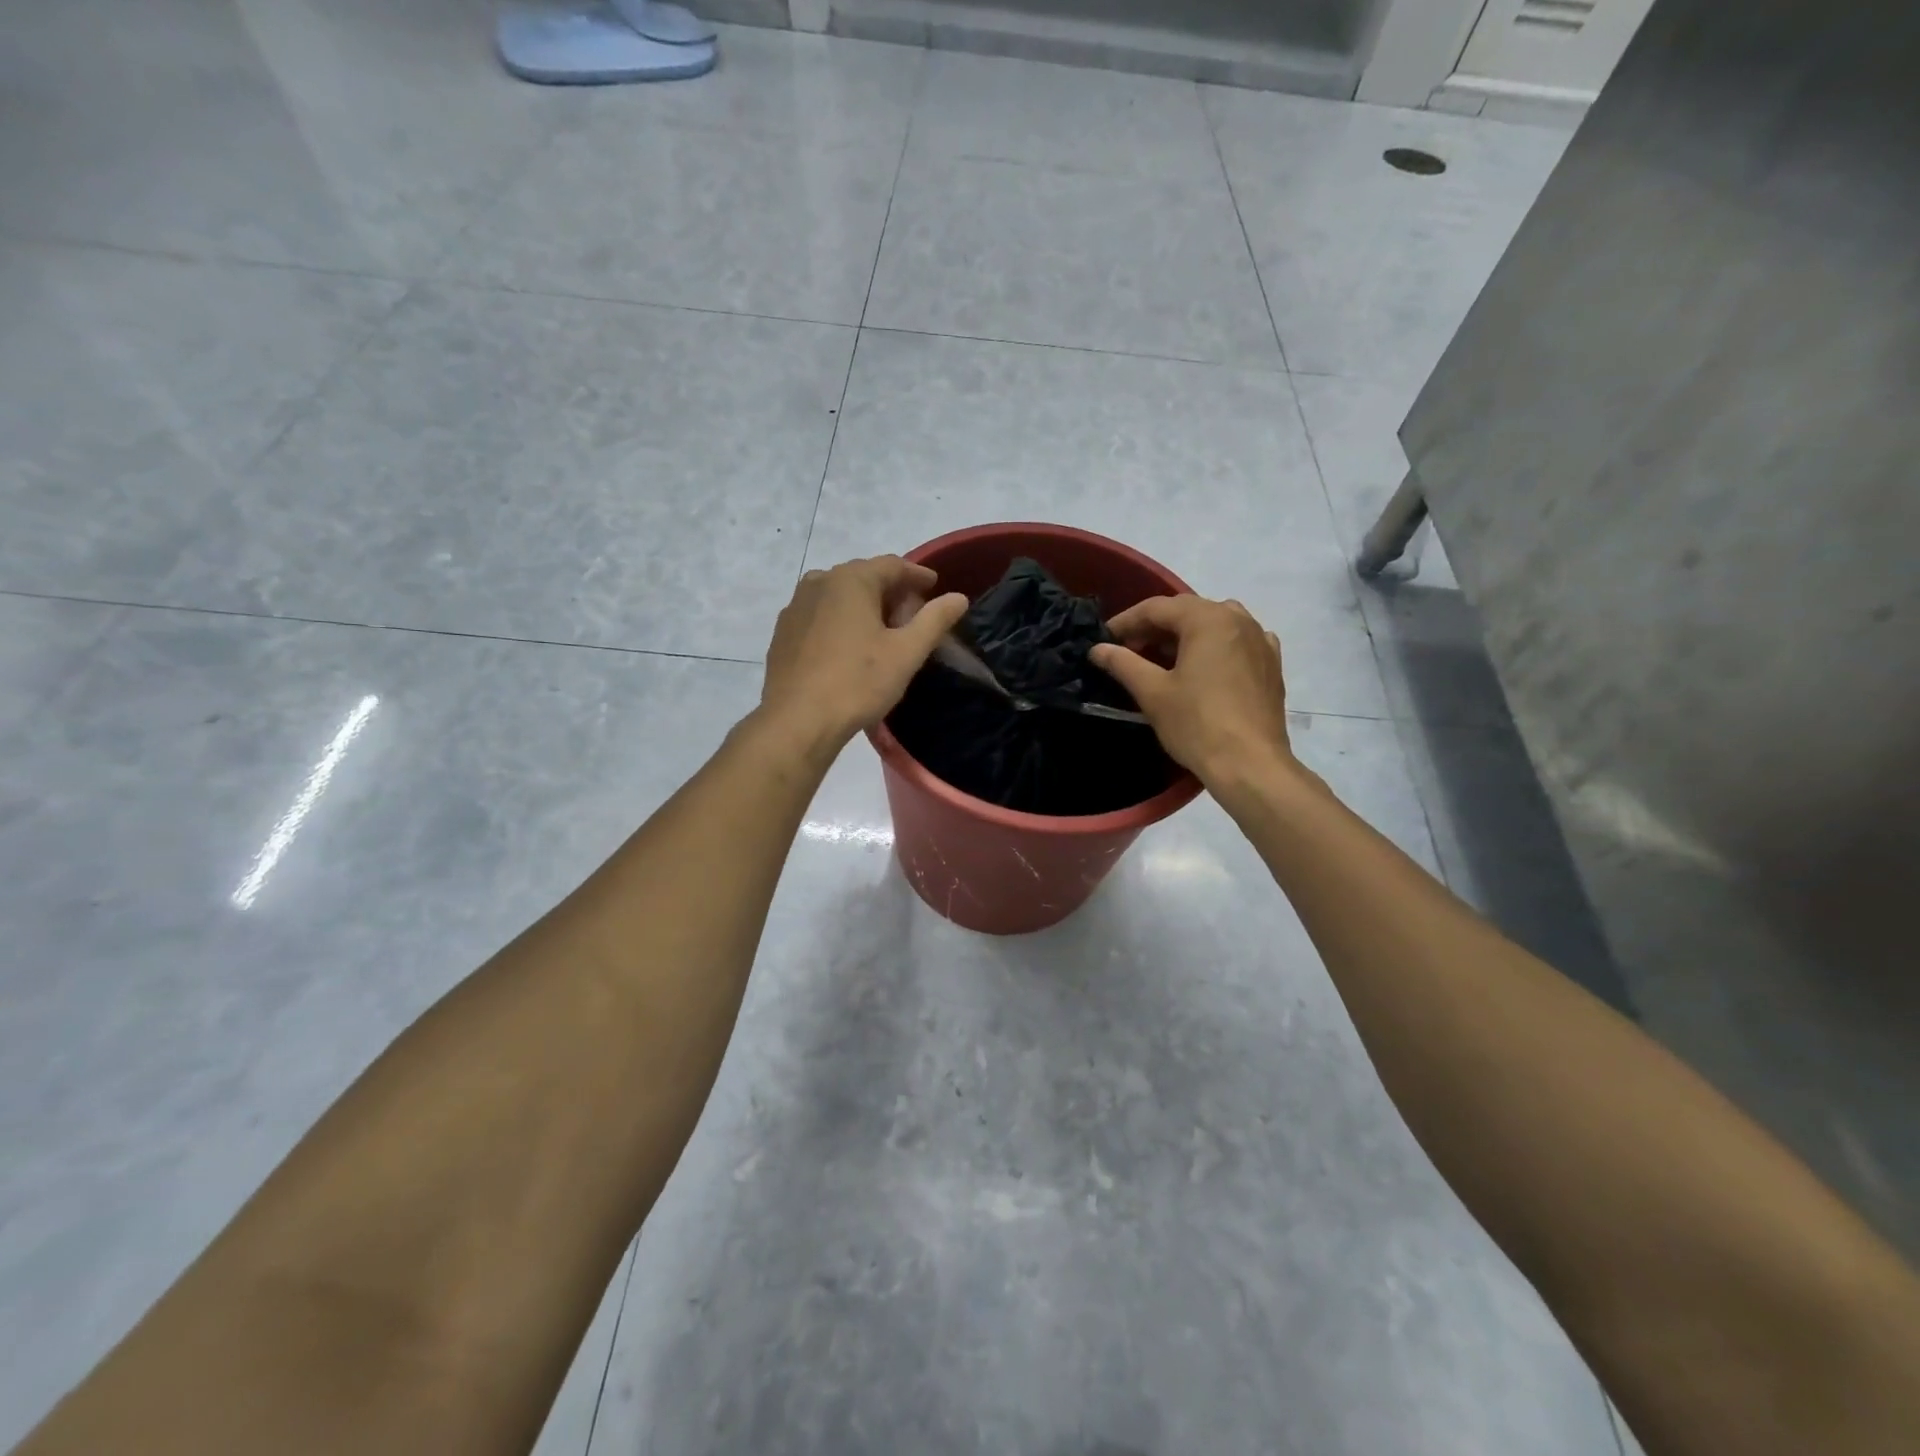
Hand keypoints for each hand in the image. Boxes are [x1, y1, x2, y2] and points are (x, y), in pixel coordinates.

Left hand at [758, 556, 968, 754]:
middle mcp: (819, 582)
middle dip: (891, 592)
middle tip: (911, 615)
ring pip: (839, 595)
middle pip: (864, 577)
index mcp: (851, 580)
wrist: (797, 721)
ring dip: (864, 606)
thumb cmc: (858, 682)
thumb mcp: (906, 653)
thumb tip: (959, 598)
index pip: (892, 565)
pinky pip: (819, 615)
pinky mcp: (783, 632)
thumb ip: (934, 620)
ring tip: (882, 632)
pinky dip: (840, 620)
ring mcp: (795, 606)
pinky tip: (849, 647)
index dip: (917, 575)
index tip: (934, 586)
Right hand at [1090, 596, 1295, 788]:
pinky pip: (1238, 642)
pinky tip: (1206, 665)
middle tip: (1128, 650)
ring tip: (1163, 658)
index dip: (1126, 621)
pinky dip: (1216, 646)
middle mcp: (1238, 619)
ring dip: (1185, 635)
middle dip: (1154, 628)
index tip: (1104, 640)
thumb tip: (1097, 649)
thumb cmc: (1197, 724)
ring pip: (1215, 624)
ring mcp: (1260, 640)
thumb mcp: (1152, 692)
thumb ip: (1123, 663)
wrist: (1250, 765)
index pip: (1157, 608)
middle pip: (1187, 612)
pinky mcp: (1272, 664)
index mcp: (1208, 619)